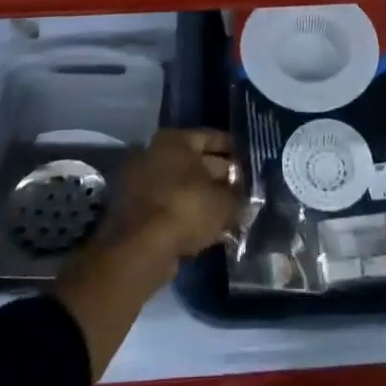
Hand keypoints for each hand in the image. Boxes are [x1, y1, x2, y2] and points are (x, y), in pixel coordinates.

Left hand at [103, 128, 240, 273]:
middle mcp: (156, 153)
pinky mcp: (137, 210)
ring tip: (230, 212)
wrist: (142, 248)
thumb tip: (244, 199)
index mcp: (175, 140)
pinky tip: (210, 230)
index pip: (212, 138)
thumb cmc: (187, 208)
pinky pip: (172, 207)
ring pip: (184, 187)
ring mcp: (143, 182)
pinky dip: (189, 215)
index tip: (249, 160)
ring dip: (205, 198)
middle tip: (243, 189)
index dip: (233, 150)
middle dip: (220, 176)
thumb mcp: (225, 203)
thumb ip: (238, 198)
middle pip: (197, 162)